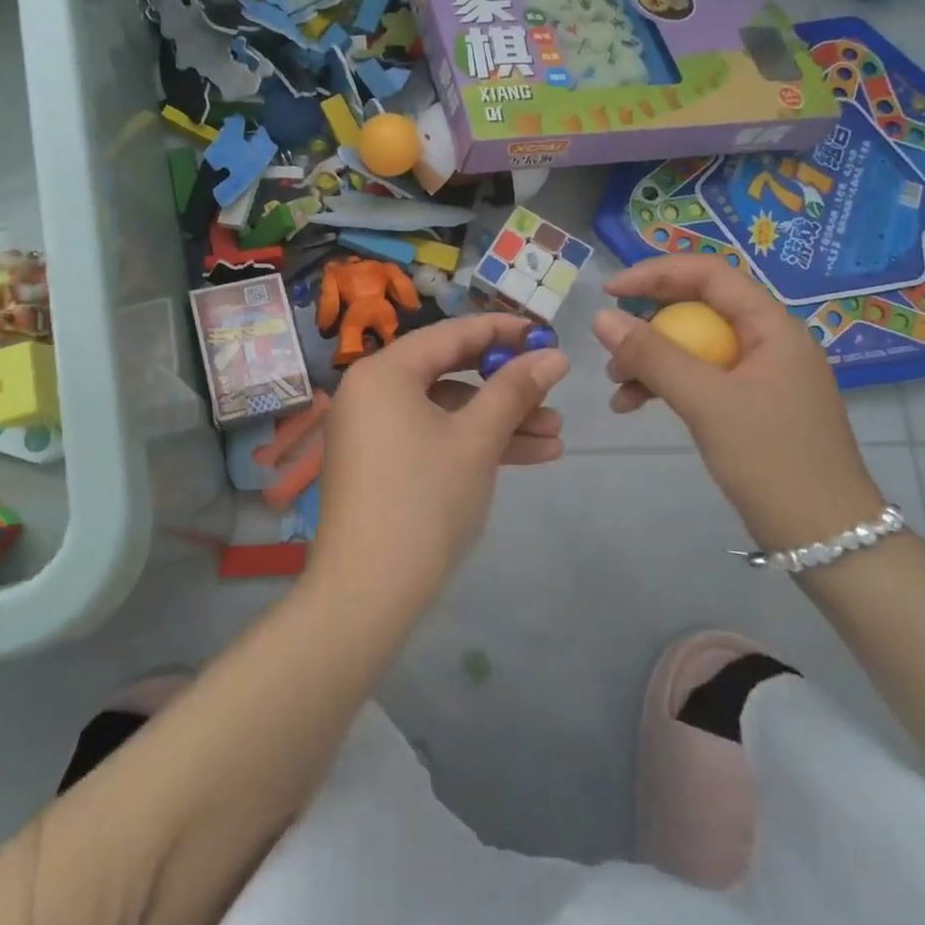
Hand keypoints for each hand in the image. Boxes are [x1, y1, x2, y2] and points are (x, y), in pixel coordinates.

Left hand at [313, 314, 568, 607]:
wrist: (368, 592)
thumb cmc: (424, 501)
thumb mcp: (477, 440)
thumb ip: (514, 390)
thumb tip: (554, 355)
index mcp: (384, 372)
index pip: (450, 334)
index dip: (502, 331)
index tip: (546, 334)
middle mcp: (372, 392)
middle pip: (450, 373)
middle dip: (506, 386)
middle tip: (553, 392)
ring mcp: (374, 430)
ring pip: (446, 411)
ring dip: (499, 422)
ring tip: (556, 436)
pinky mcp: (382, 464)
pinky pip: (433, 437)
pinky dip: (474, 444)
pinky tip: (529, 456)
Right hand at [591, 255, 881, 551]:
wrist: (824, 535)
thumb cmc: (770, 458)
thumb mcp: (706, 401)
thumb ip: (653, 356)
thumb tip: (602, 318)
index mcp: (771, 326)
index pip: (709, 274)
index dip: (656, 273)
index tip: (610, 292)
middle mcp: (768, 341)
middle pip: (698, 309)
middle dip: (649, 325)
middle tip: (611, 348)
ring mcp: (760, 375)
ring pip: (694, 346)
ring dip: (651, 359)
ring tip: (617, 386)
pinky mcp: (750, 405)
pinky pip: (700, 378)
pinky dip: (665, 385)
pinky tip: (633, 405)